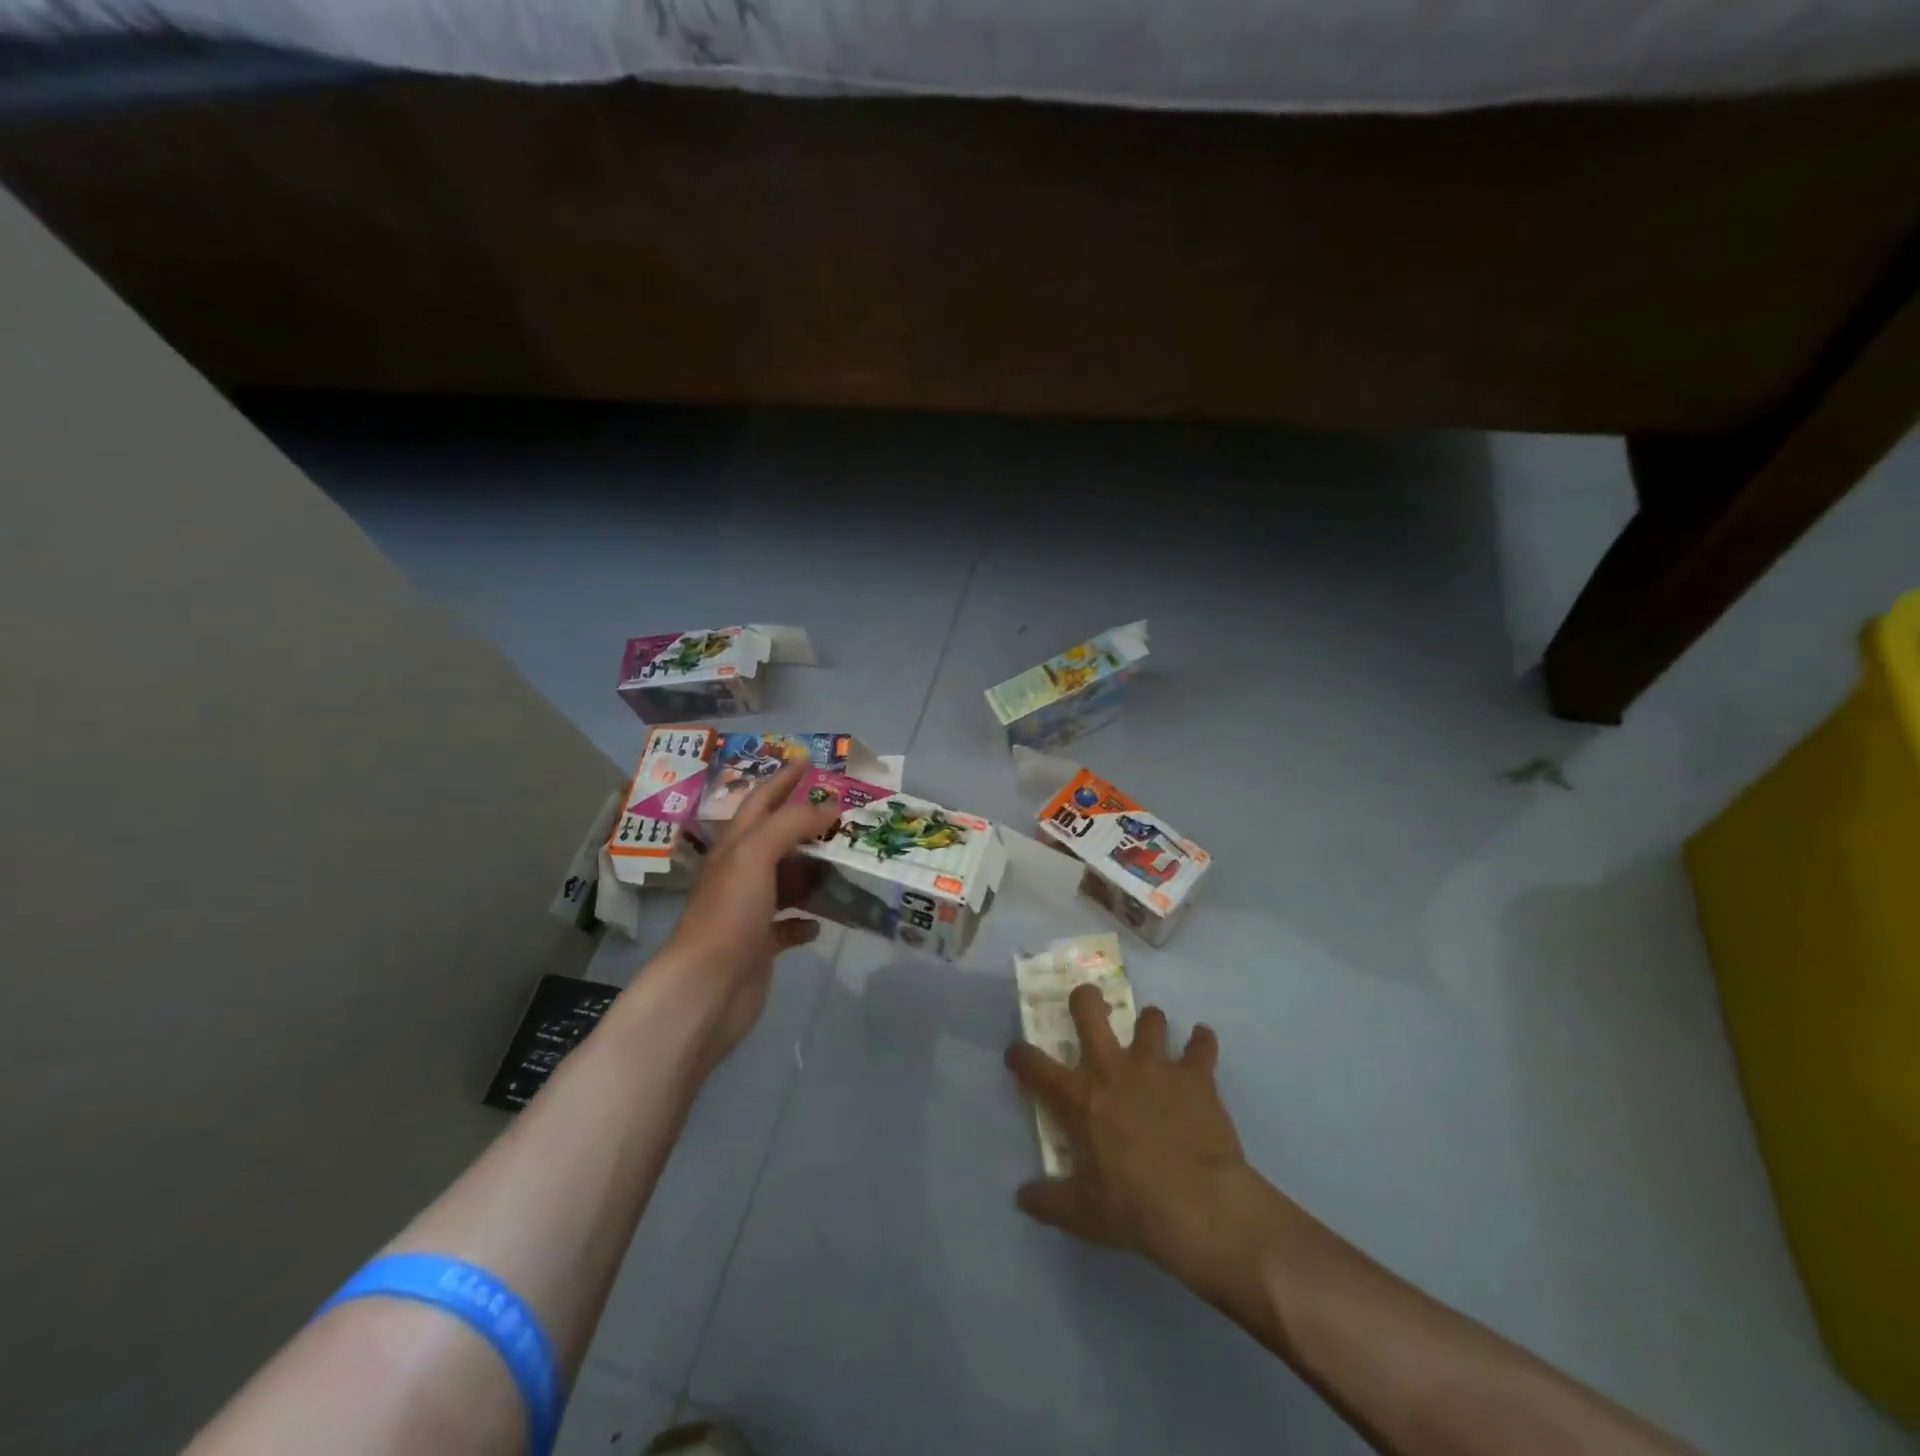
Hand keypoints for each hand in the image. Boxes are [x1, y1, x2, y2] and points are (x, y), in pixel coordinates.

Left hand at [662, 758, 840, 1062]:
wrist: (708, 987)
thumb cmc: (730, 912)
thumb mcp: (756, 854)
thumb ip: (792, 823)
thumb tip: (829, 806)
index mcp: (736, 846)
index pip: (762, 800)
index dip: (784, 779)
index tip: (809, 761)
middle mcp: (740, 873)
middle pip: (778, 839)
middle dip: (808, 824)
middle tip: (845, 814)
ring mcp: (749, 910)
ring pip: (787, 880)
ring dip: (814, 871)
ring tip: (847, 862)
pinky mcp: (760, 944)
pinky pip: (788, 925)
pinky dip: (806, 919)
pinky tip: (823, 920)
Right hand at [1006, 986, 1257, 1283]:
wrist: (1201, 1206)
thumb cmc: (1134, 1208)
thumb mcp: (1082, 1215)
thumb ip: (1049, 1202)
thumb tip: (1021, 1198)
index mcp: (1080, 1098)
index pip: (1035, 1066)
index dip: (1020, 1056)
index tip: (1016, 1054)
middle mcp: (1113, 1068)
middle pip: (1090, 1010)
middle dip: (1085, 999)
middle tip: (1087, 1004)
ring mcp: (1156, 1066)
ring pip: (1150, 1019)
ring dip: (1150, 1024)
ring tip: (1152, 1033)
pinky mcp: (1195, 1075)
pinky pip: (1201, 1043)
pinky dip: (1201, 1042)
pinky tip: (1201, 1043)